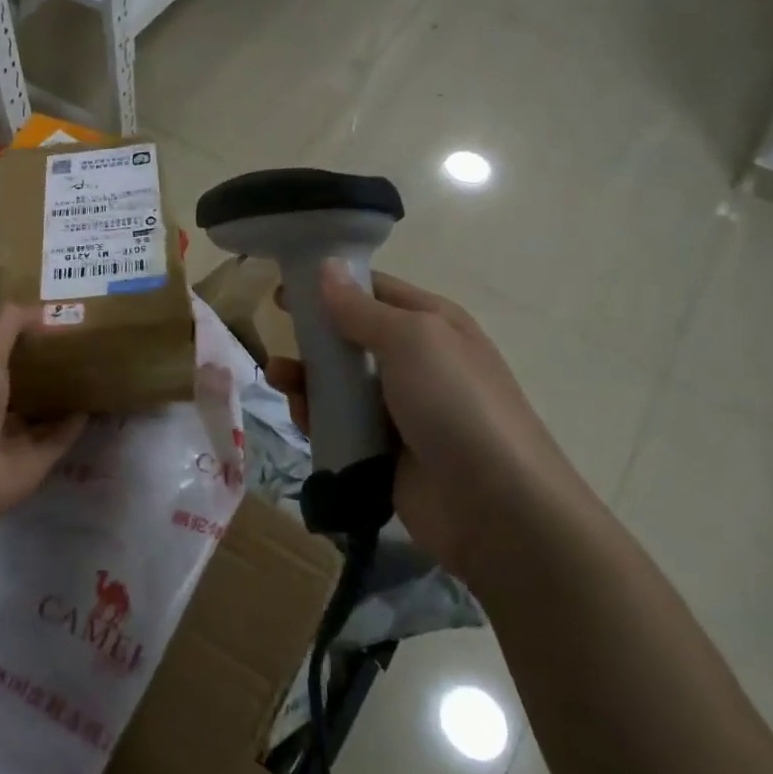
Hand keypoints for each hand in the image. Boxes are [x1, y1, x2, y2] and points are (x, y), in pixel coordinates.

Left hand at [0, 304, 85, 529]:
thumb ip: (8, 325)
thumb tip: (38, 305)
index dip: (22, 335)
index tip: (53, 315)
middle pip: (26, 382)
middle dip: (49, 364)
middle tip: (84, 338)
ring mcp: (17, 435)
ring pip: (46, 409)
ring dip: (66, 393)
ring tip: (97, 365)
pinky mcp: (39, 458)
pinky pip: (63, 435)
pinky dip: (78, 421)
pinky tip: (99, 399)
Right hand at [265, 263, 578, 580]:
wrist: (496, 507)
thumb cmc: (456, 404)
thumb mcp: (412, 340)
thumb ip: (362, 308)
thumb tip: (327, 267)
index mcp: (432, 324)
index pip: (374, 291)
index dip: (330, 285)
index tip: (284, 289)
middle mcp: (417, 362)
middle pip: (351, 338)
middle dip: (313, 337)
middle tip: (276, 338)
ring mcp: (401, 410)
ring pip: (340, 384)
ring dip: (306, 378)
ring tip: (279, 380)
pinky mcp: (384, 451)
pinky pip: (340, 425)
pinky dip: (316, 418)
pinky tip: (300, 418)